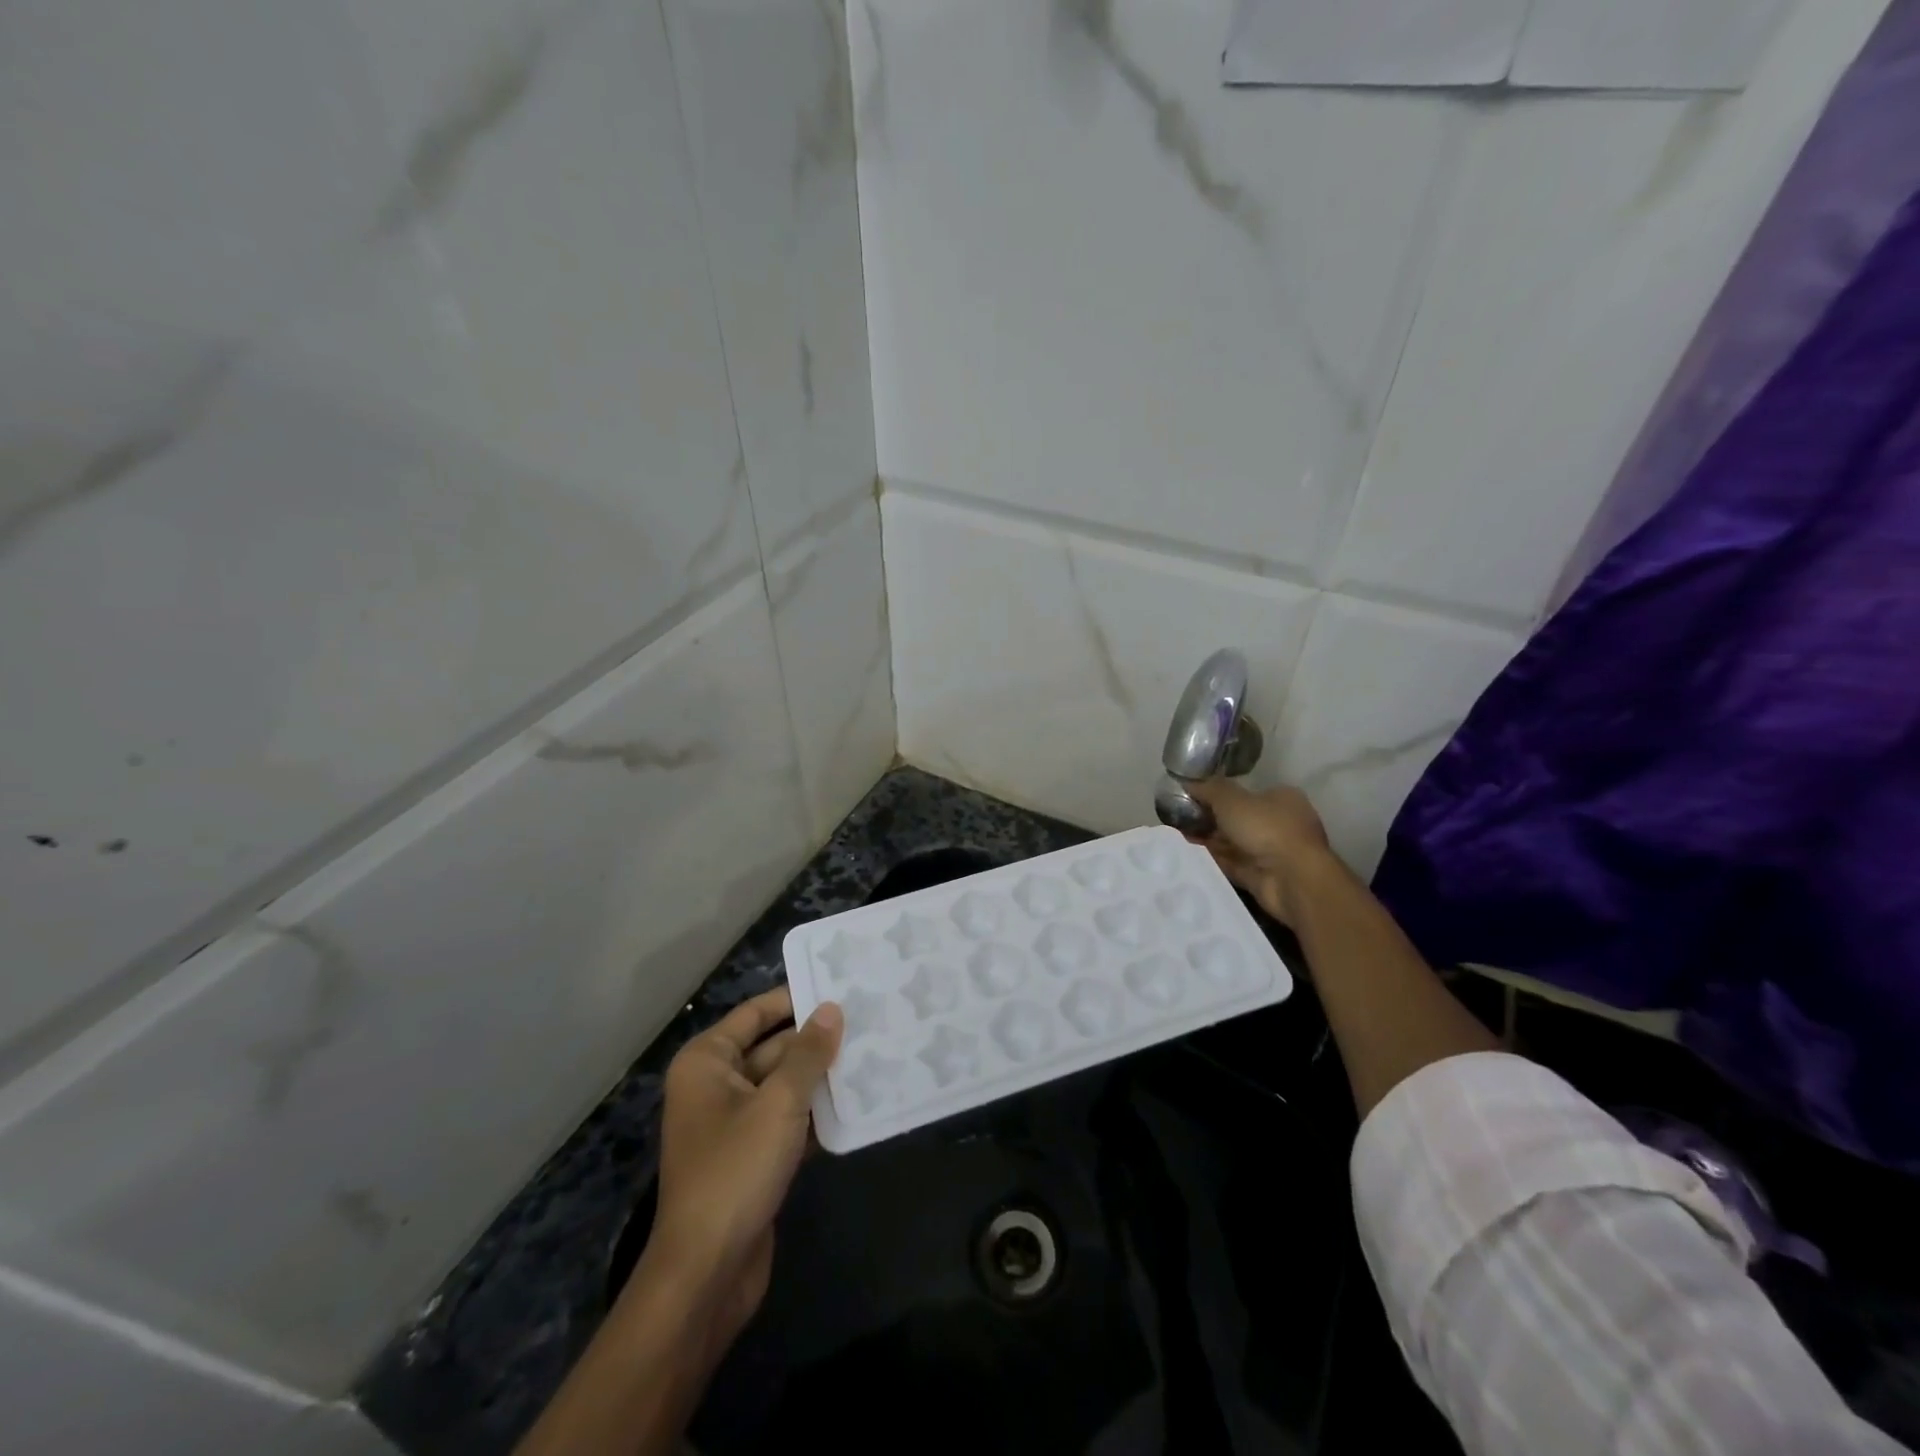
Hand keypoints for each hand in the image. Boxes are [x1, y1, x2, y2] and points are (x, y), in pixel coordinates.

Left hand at [633, 986, 842, 1358]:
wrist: (707, 1273)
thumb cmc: (735, 1171)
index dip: (795, 998)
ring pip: (784, 1086)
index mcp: (707, 1062)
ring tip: (872, 1052)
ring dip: (821, 1077)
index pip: (756, 1013)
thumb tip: (832, 1008)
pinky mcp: (752, 1157)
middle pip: (773, 1048)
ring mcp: (734, 1124)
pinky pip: (787, 1120)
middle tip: (868, 1019)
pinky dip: (816, 1112)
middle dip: (815, 1040)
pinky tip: (857, 1101)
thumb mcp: (778, 1103)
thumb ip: (808, 1053)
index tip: (840, 985)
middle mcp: (716, 1085)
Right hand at [1189, 779, 1335, 925]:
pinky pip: (1232, 864)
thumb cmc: (1266, 828)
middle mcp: (1279, 823)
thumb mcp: (1231, 799)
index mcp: (1281, 799)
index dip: (1218, 794)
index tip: (1192, 798)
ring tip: (1177, 837)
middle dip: (1210, 819)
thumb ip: (1209, 789)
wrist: (1291, 879)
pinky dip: (1213, 860)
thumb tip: (1187, 781)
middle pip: (1238, 819)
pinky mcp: (1262, 876)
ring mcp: (1272, 852)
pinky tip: (1189, 855)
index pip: (1246, 793)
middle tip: (1179, 818)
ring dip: (1209, 840)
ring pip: (1233, 843)